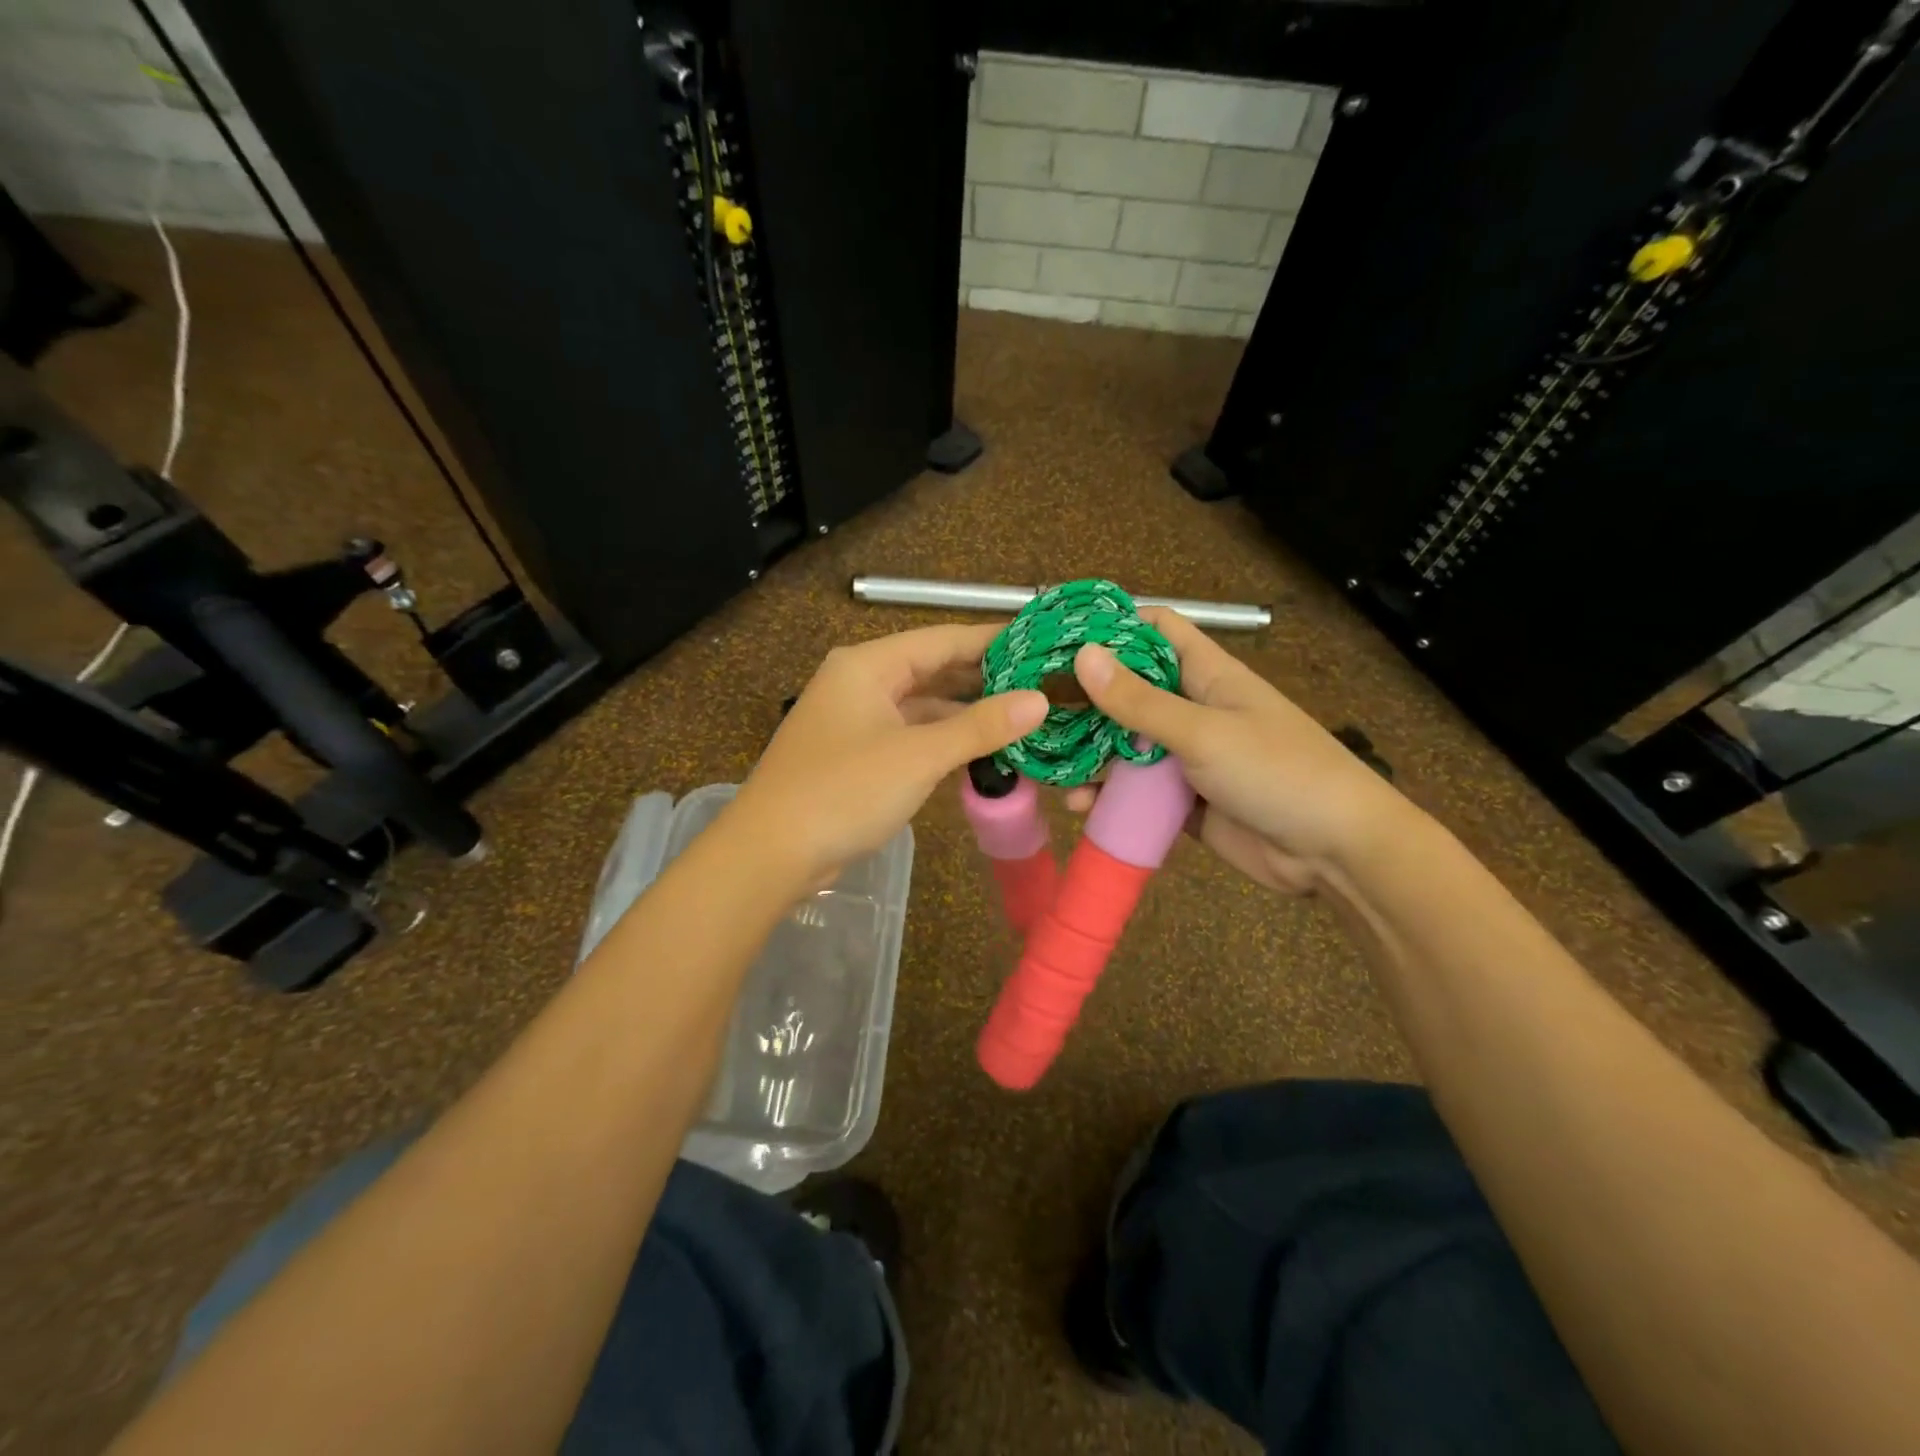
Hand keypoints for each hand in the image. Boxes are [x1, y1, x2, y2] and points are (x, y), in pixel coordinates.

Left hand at [728, 625, 1047, 885]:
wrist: (770, 853)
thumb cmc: (844, 791)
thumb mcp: (918, 756)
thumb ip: (980, 726)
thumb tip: (1039, 701)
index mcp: (868, 665)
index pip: (942, 639)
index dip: (993, 640)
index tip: (1041, 642)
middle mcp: (861, 683)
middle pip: (933, 670)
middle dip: (984, 679)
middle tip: (1041, 683)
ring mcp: (857, 720)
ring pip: (923, 706)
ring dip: (967, 714)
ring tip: (1023, 716)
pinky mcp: (857, 755)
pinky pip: (910, 736)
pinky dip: (944, 741)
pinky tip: (982, 750)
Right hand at [1067, 608, 1415, 894]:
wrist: (1334, 853)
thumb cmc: (1277, 772)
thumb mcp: (1203, 732)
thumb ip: (1140, 702)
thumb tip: (1082, 655)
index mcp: (1207, 675)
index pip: (1156, 630)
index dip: (1112, 626)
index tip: (1059, 636)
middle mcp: (1193, 709)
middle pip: (1131, 691)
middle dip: (1086, 698)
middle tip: (1033, 707)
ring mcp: (1188, 758)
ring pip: (1127, 745)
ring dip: (1090, 753)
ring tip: (1045, 761)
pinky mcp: (1183, 802)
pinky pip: (1137, 792)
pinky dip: (1109, 796)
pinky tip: (1080, 805)